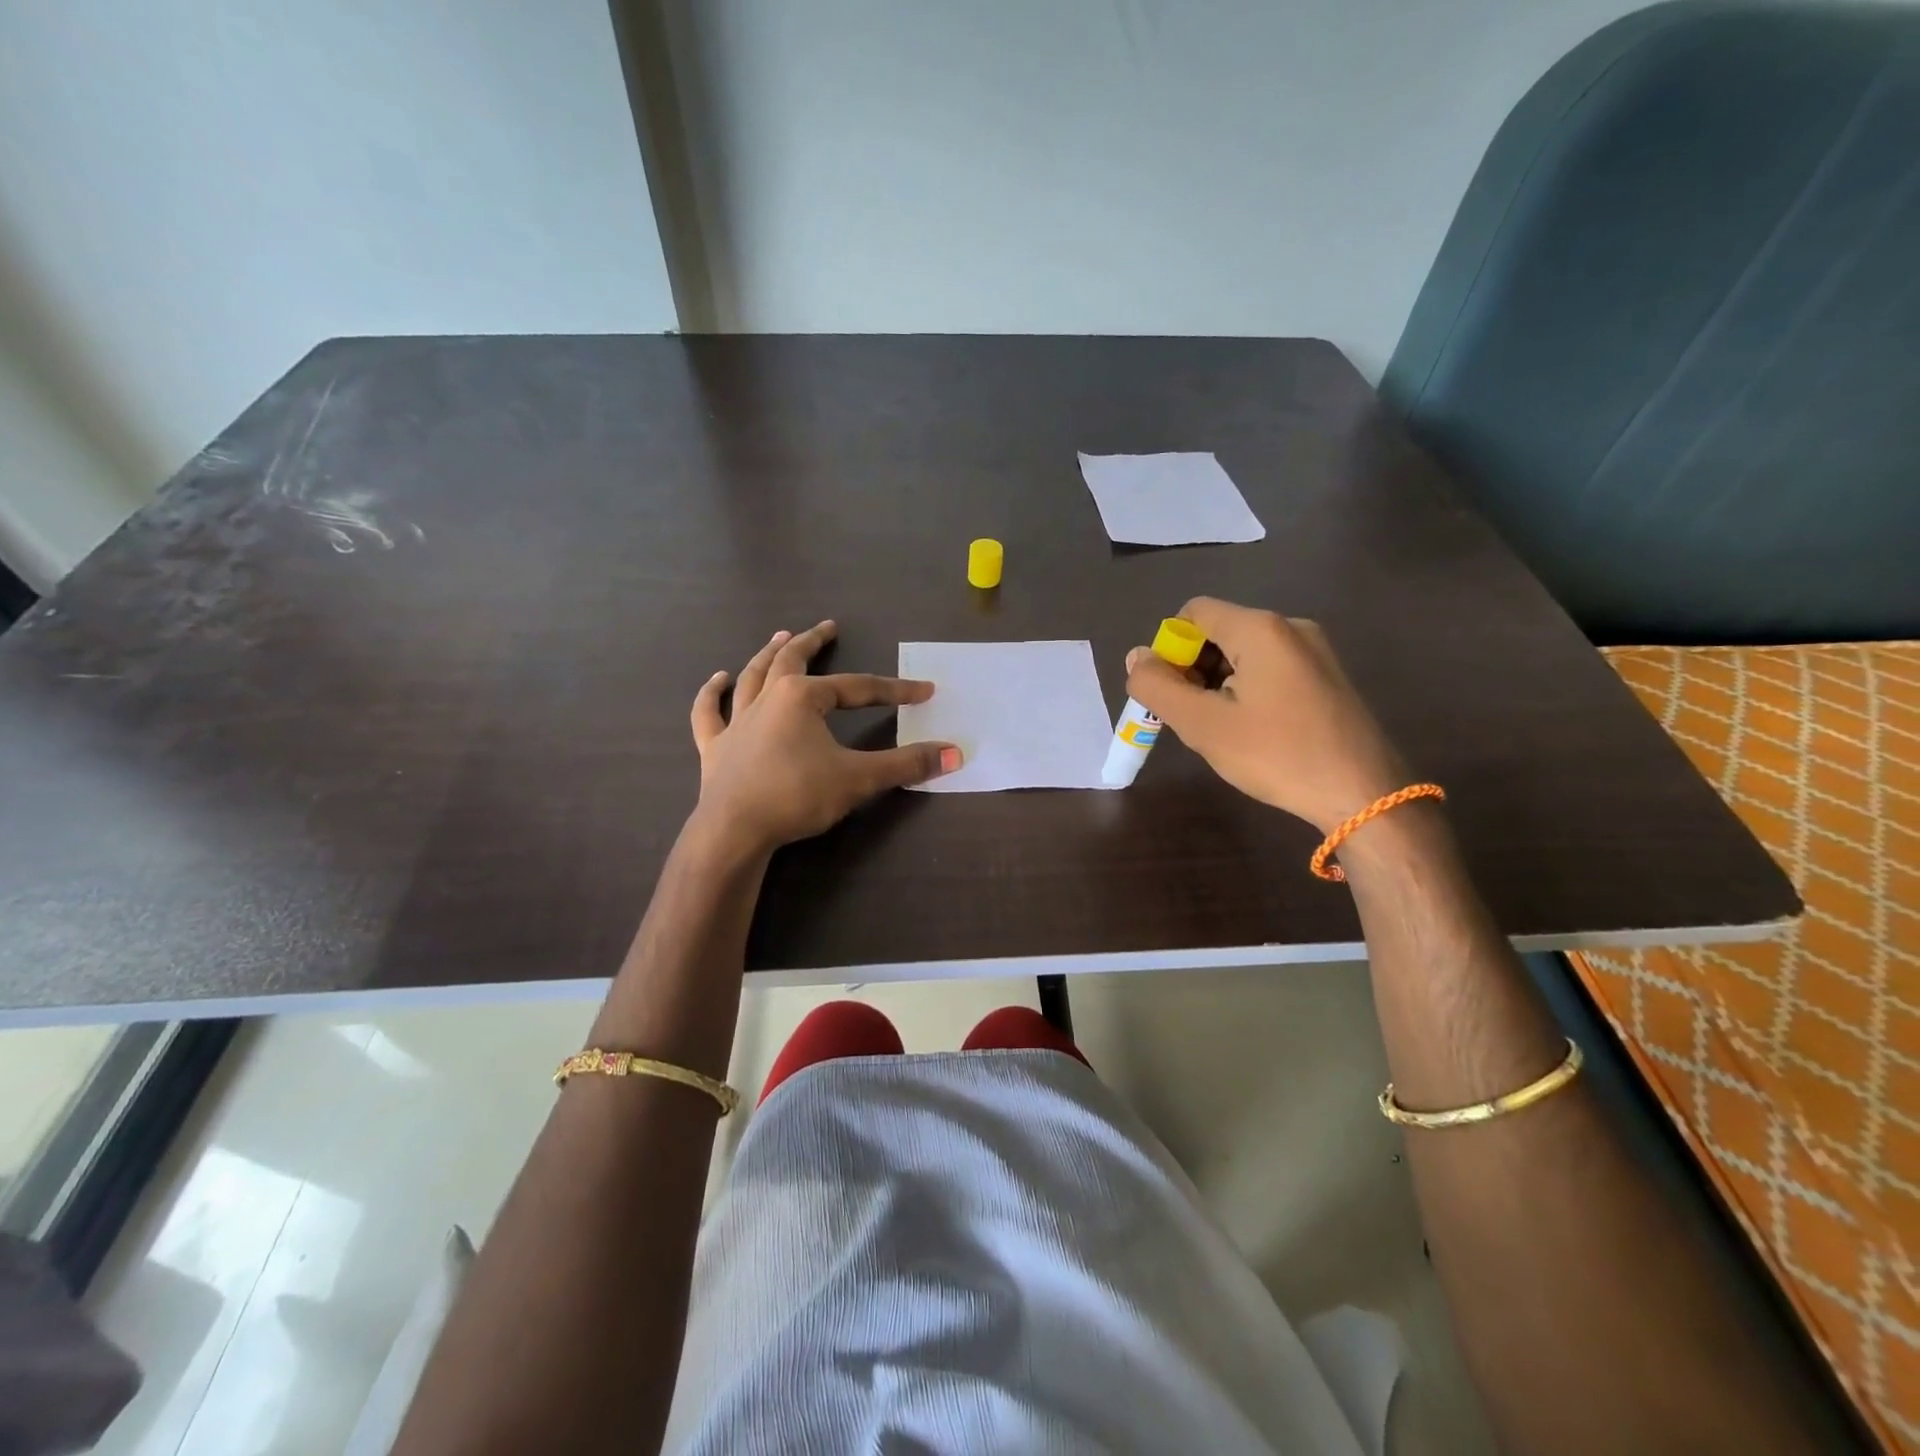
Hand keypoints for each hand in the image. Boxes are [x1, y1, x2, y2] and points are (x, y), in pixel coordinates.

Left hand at [689, 620, 959, 855]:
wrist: (734, 830)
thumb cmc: (797, 796)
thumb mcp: (859, 779)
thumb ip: (906, 765)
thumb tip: (955, 754)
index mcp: (802, 698)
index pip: (858, 689)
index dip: (894, 690)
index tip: (924, 691)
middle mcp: (767, 699)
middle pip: (792, 660)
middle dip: (813, 642)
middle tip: (828, 627)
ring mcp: (737, 721)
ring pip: (753, 677)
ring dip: (768, 655)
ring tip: (780, 637)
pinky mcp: (715, 747)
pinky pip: (709, 713)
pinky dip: (712, 694)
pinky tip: (719, 679)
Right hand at [1124, 598, 1408, 833]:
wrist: (1365, 794)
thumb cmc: (1276, 754)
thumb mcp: (1202, 724)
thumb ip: (1158, 686)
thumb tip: (1136, 657)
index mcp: (1260, 628)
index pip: (1193, 613)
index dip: (1170, 649)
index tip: (1174, 694)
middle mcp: (1291, 627)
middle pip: (1219, 632)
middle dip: (1194, 670)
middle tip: (1194, 718)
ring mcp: (1315, 652)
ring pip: (1244, 655)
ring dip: (1220, 685)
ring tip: (1224, 731)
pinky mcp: (1328, 677)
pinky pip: (1271, 670)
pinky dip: (1248, 692)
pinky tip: (1255, 732)